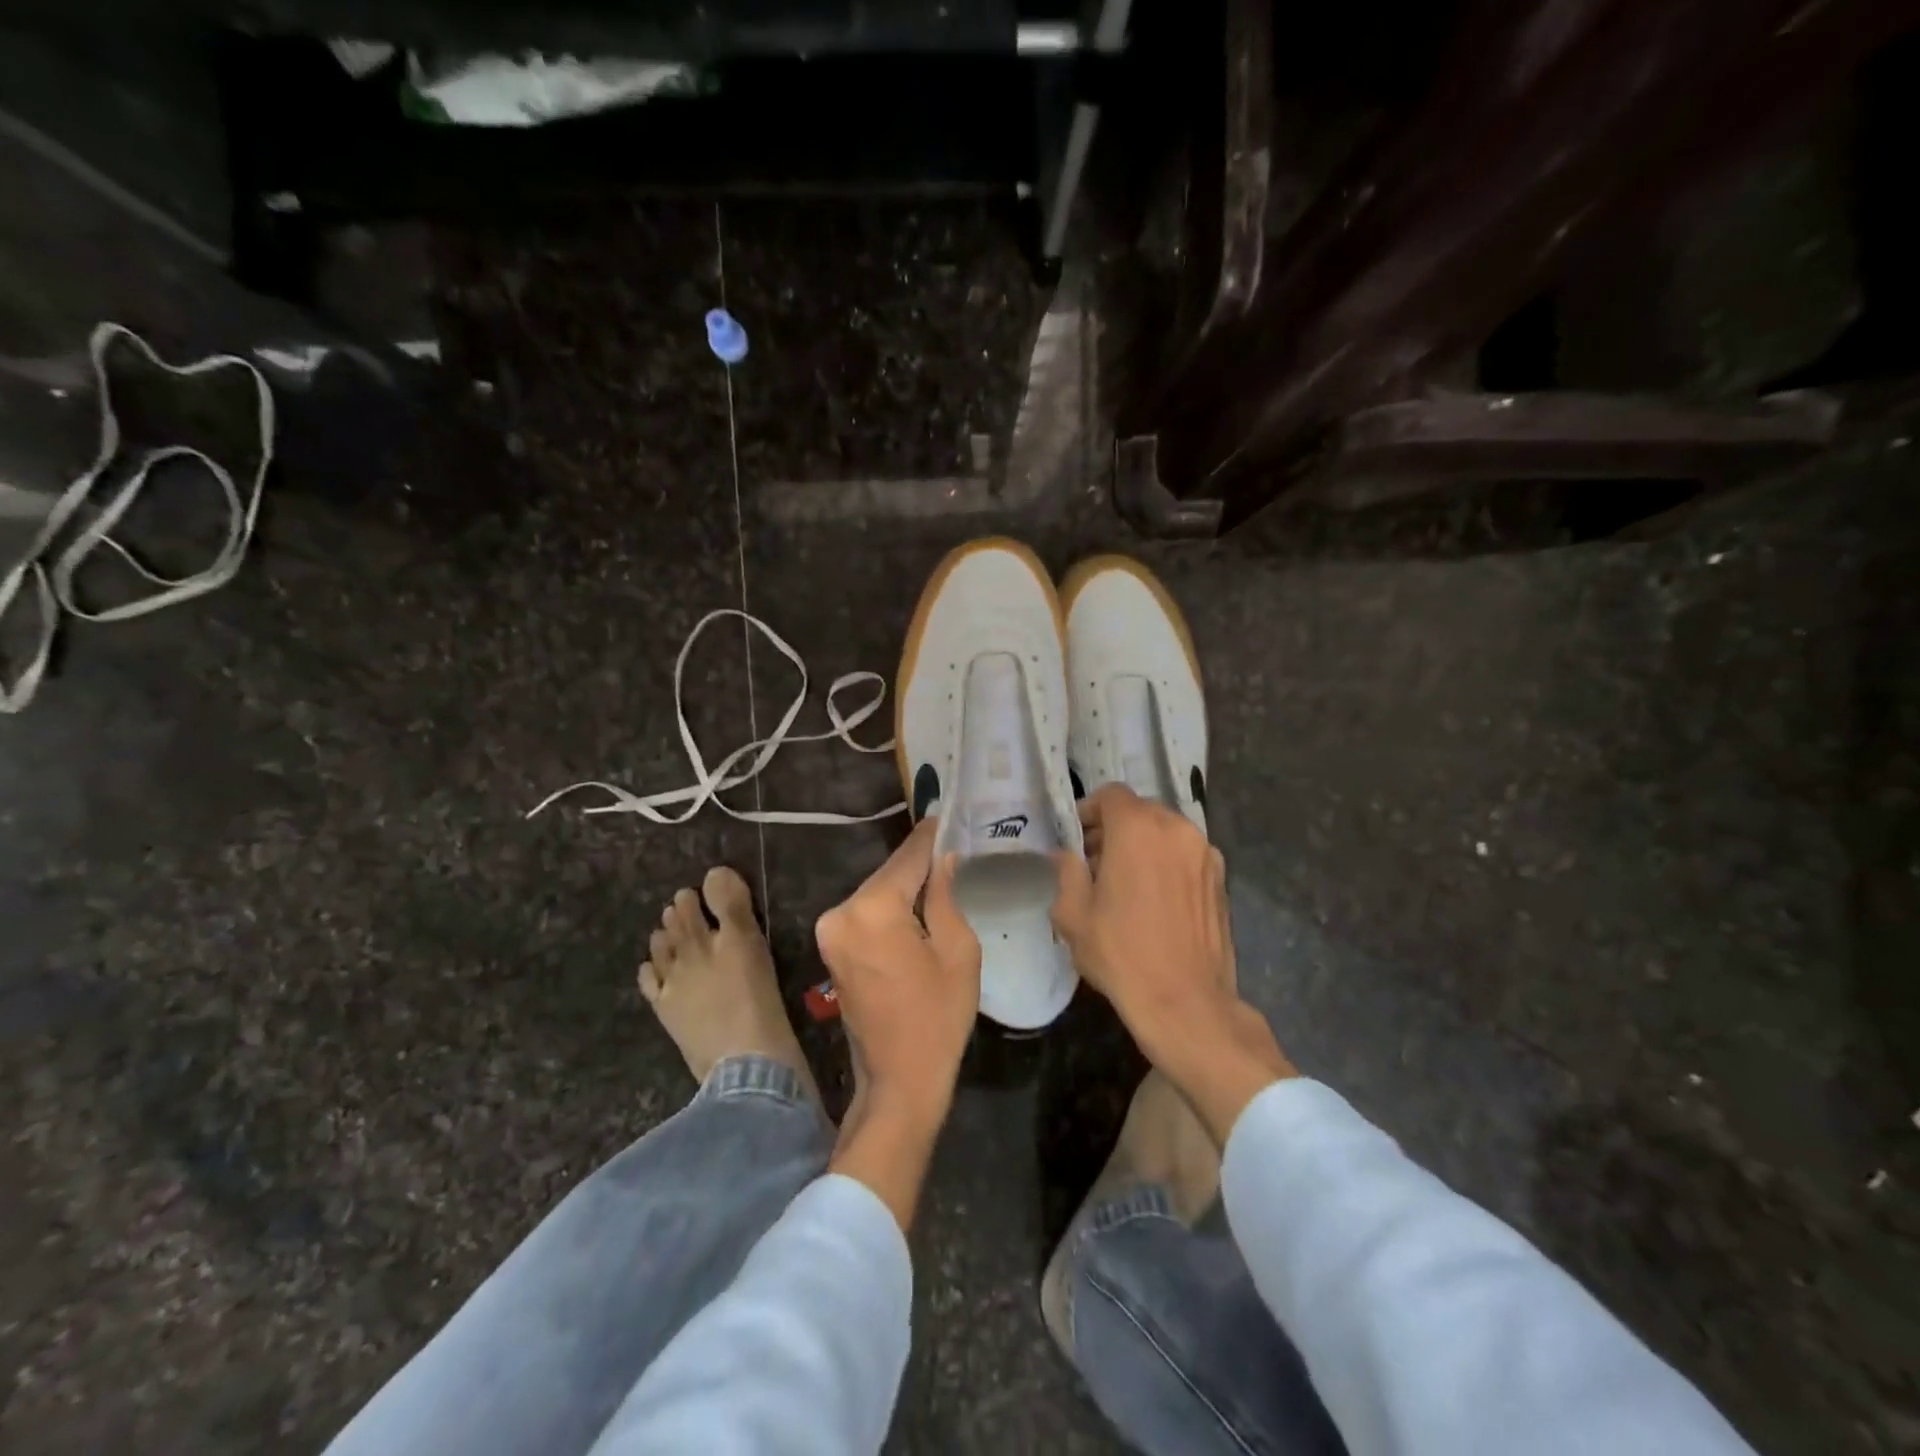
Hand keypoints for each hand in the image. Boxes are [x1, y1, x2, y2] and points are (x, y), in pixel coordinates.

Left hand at [816, 817, 979, 1226]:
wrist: (898, 1081)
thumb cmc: (938, 1018)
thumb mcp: (958, 951)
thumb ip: (945, 896)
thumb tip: (943, 860)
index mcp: (874, 909)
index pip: (908, 857)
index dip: (932, 836)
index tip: (949, 814)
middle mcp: (842, 911)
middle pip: (889, 873)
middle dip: (920, 862)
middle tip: (953, 845)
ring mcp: (830, 929)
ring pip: (877, 891)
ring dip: (905, 884)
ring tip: (941, 872)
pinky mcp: (831, 945)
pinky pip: (866, 912)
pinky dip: (890, 905)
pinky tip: (917, 903)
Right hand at [1052, 784, 1293, 1142]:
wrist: (1186, 1003)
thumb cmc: (1122, 954)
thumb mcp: (1073, 915)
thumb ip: (1067, 872)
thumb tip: (1066, 855)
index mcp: (1139, 829)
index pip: (1111, 795)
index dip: (1089, 810)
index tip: (1076, 838)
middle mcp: (1177, 830)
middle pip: (1140, 811)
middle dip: (1114, 829)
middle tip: (1094, 862)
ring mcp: (1206, 854)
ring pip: (1165, 833)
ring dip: (1142, 846)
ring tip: (1125, 884)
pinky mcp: (1222, 880)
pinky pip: (1186, 856)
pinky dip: (1166, 864)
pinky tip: (1154, 901)